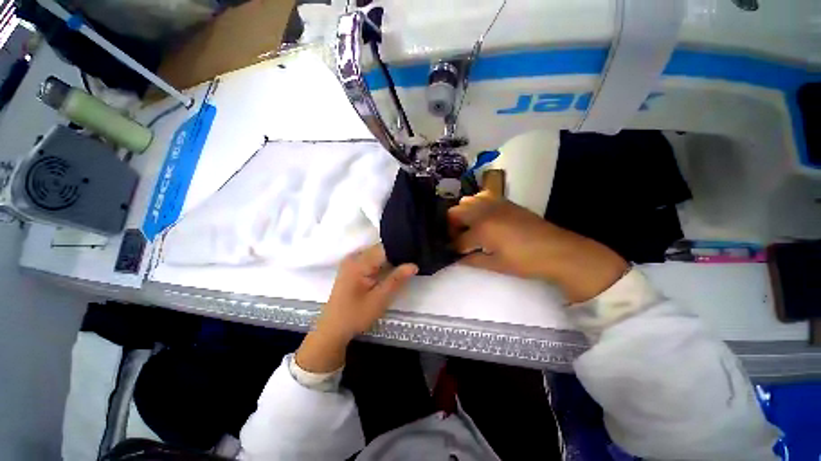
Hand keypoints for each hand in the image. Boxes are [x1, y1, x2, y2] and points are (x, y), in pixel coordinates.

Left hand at [296, 244, 416, 372]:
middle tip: (411, 265)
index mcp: (359, 263)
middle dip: (396, 256)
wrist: (333, 330)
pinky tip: (390, 273)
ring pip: (377, 255)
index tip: (414, 257)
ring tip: (404, 268)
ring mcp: (351, 262)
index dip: (400, 251)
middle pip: (380, 250)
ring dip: (389, 261)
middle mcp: (354, 257)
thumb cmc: (355, 316)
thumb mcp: (379, 299)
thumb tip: (414, 265)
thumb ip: (397, 280)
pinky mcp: (351, 268)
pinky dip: (382, 265)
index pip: (385, 248)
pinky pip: (371, 260)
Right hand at [448, 192, 627, 302]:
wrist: (557, 250)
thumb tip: (456, 259)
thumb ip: (472, 260)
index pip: (458, 239)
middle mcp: (483, 212)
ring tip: (469, 228)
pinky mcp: (504, 201)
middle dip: (451, 227)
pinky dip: (476, 206)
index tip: (453, 254)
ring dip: (462, 214)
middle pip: (455, 213)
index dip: (453, 248)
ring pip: (466, 201)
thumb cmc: (525, 261)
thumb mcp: (496, 265)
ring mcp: (494, 204)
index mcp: (481, 229)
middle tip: (458, 239)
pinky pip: (482, 197)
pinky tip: (483, 219)